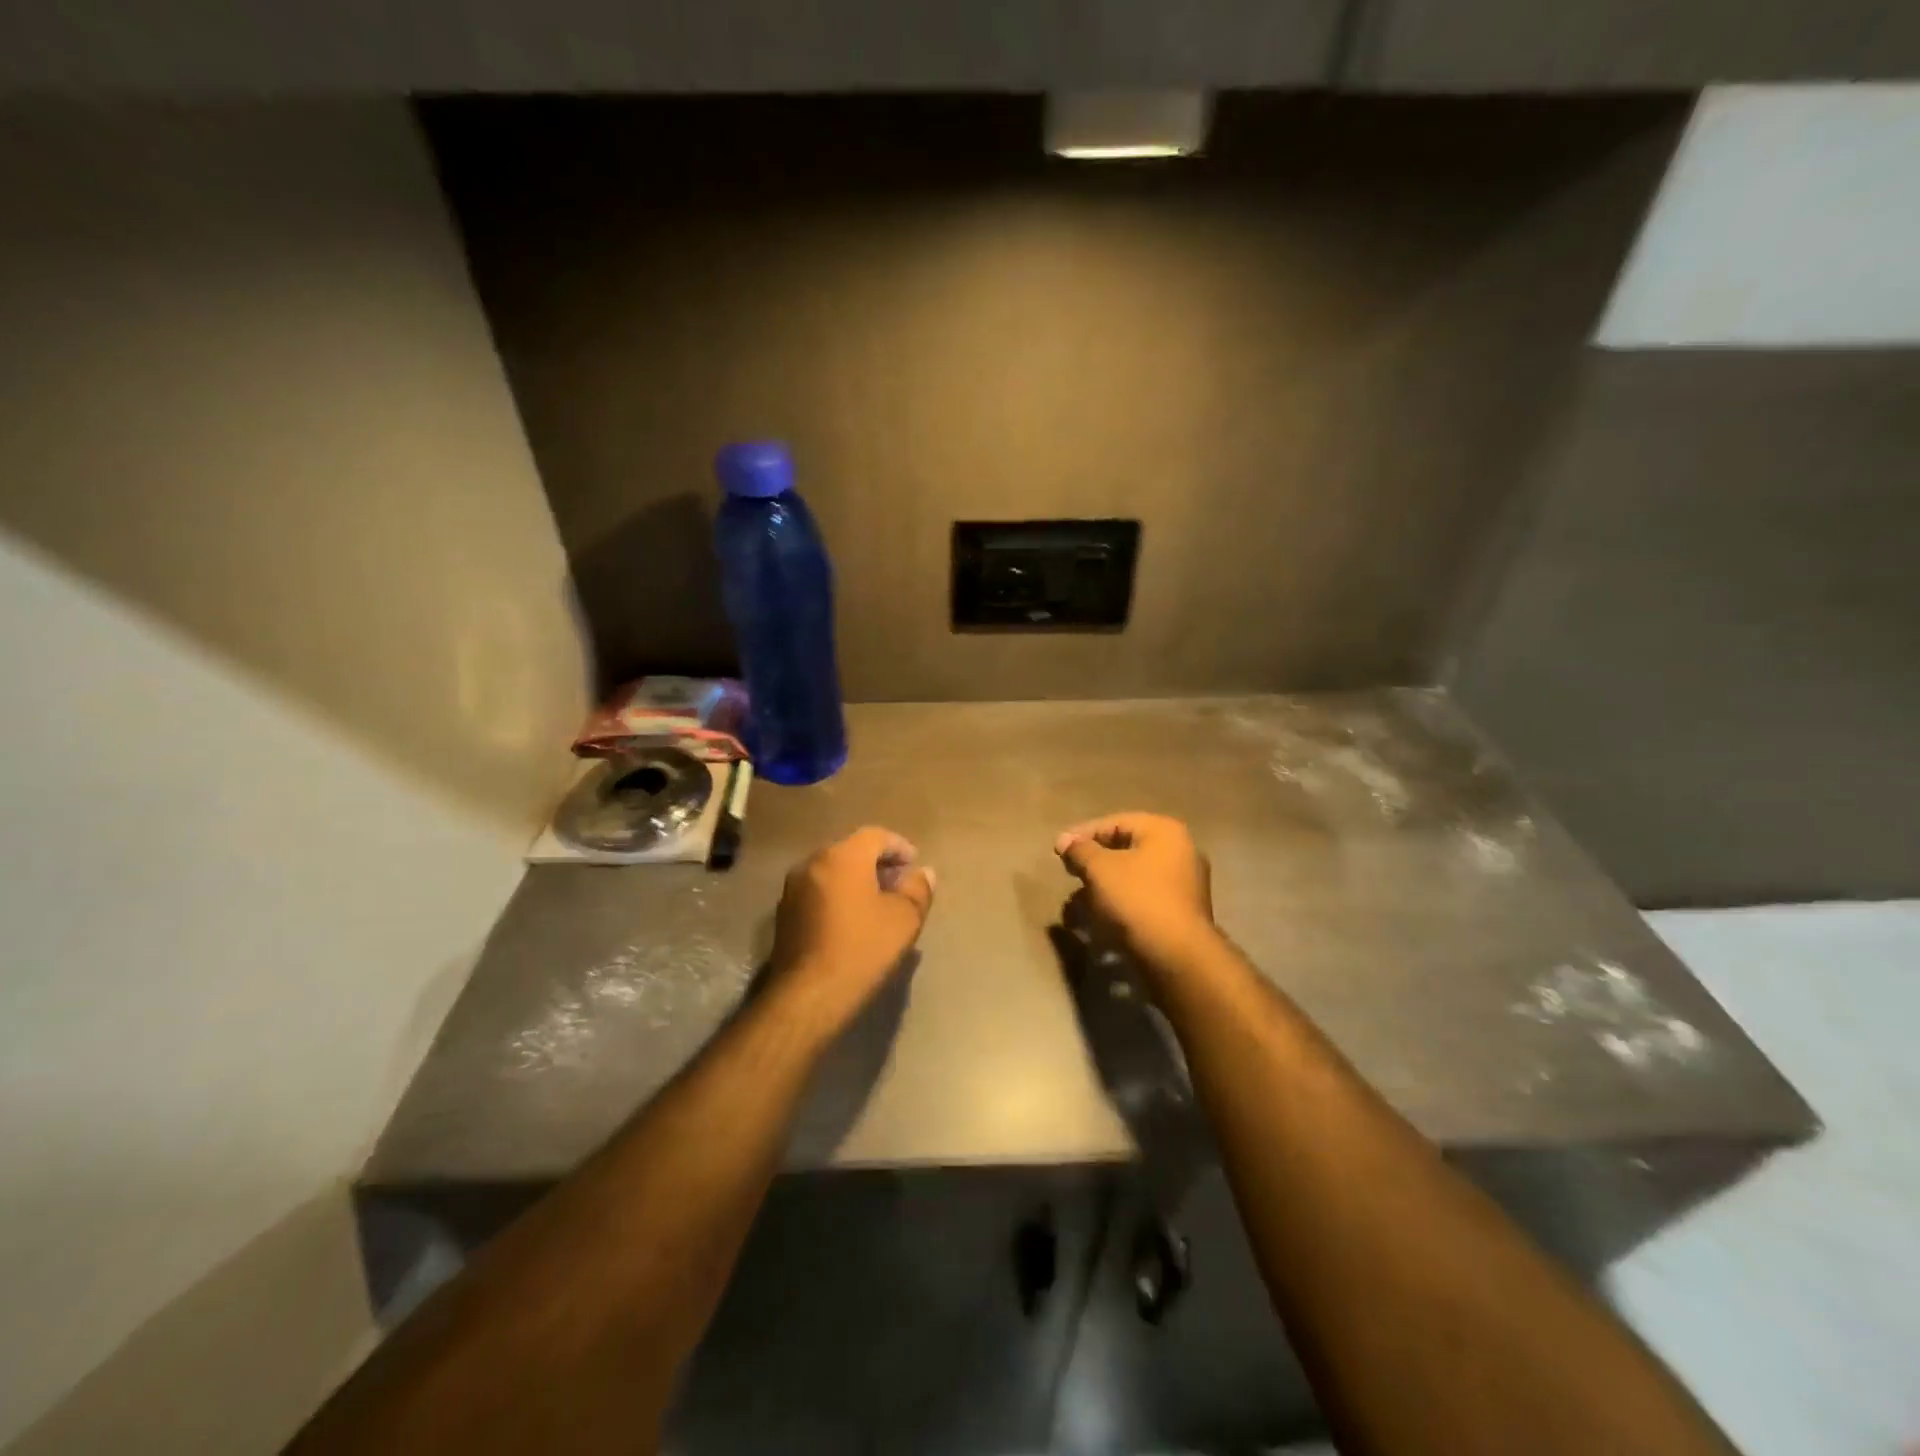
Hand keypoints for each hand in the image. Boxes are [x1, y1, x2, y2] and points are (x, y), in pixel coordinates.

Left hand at [771, 827, 935, 1029]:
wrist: (809, 995)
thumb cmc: (862, 949)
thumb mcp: (904, 920)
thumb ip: (917, 890)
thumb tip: (924, 873)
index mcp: (843, 856)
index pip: (875, 836)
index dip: (899, 846)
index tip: (914, 864)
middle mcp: (813, 862)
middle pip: (851, 850)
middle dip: (877, 863)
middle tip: (899, 883)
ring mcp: (794, 887)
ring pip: (833, 870)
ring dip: (857, 879)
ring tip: (878, 902)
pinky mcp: (785, 912)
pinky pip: (819, 890)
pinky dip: (838, 895)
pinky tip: (852, 919)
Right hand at [1055, 813, 1216, 972]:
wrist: (1177, 956)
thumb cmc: (1137, 899)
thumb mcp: (1100, 869)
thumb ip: (1080, 850)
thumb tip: (1065, 840)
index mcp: (1165, 832)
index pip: (1116, 823)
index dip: (1083, 834)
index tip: (1059, 850)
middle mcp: (1181, 852)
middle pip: (1126, 849)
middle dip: (1093, 863)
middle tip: (1069, 873)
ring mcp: (1185, 885)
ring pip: (1133, 877)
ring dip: (1103, 888)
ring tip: (1078, 904)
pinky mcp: (1181, 914)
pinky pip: (1143, 899)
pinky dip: (1120, 905)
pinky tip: (1099, 921)